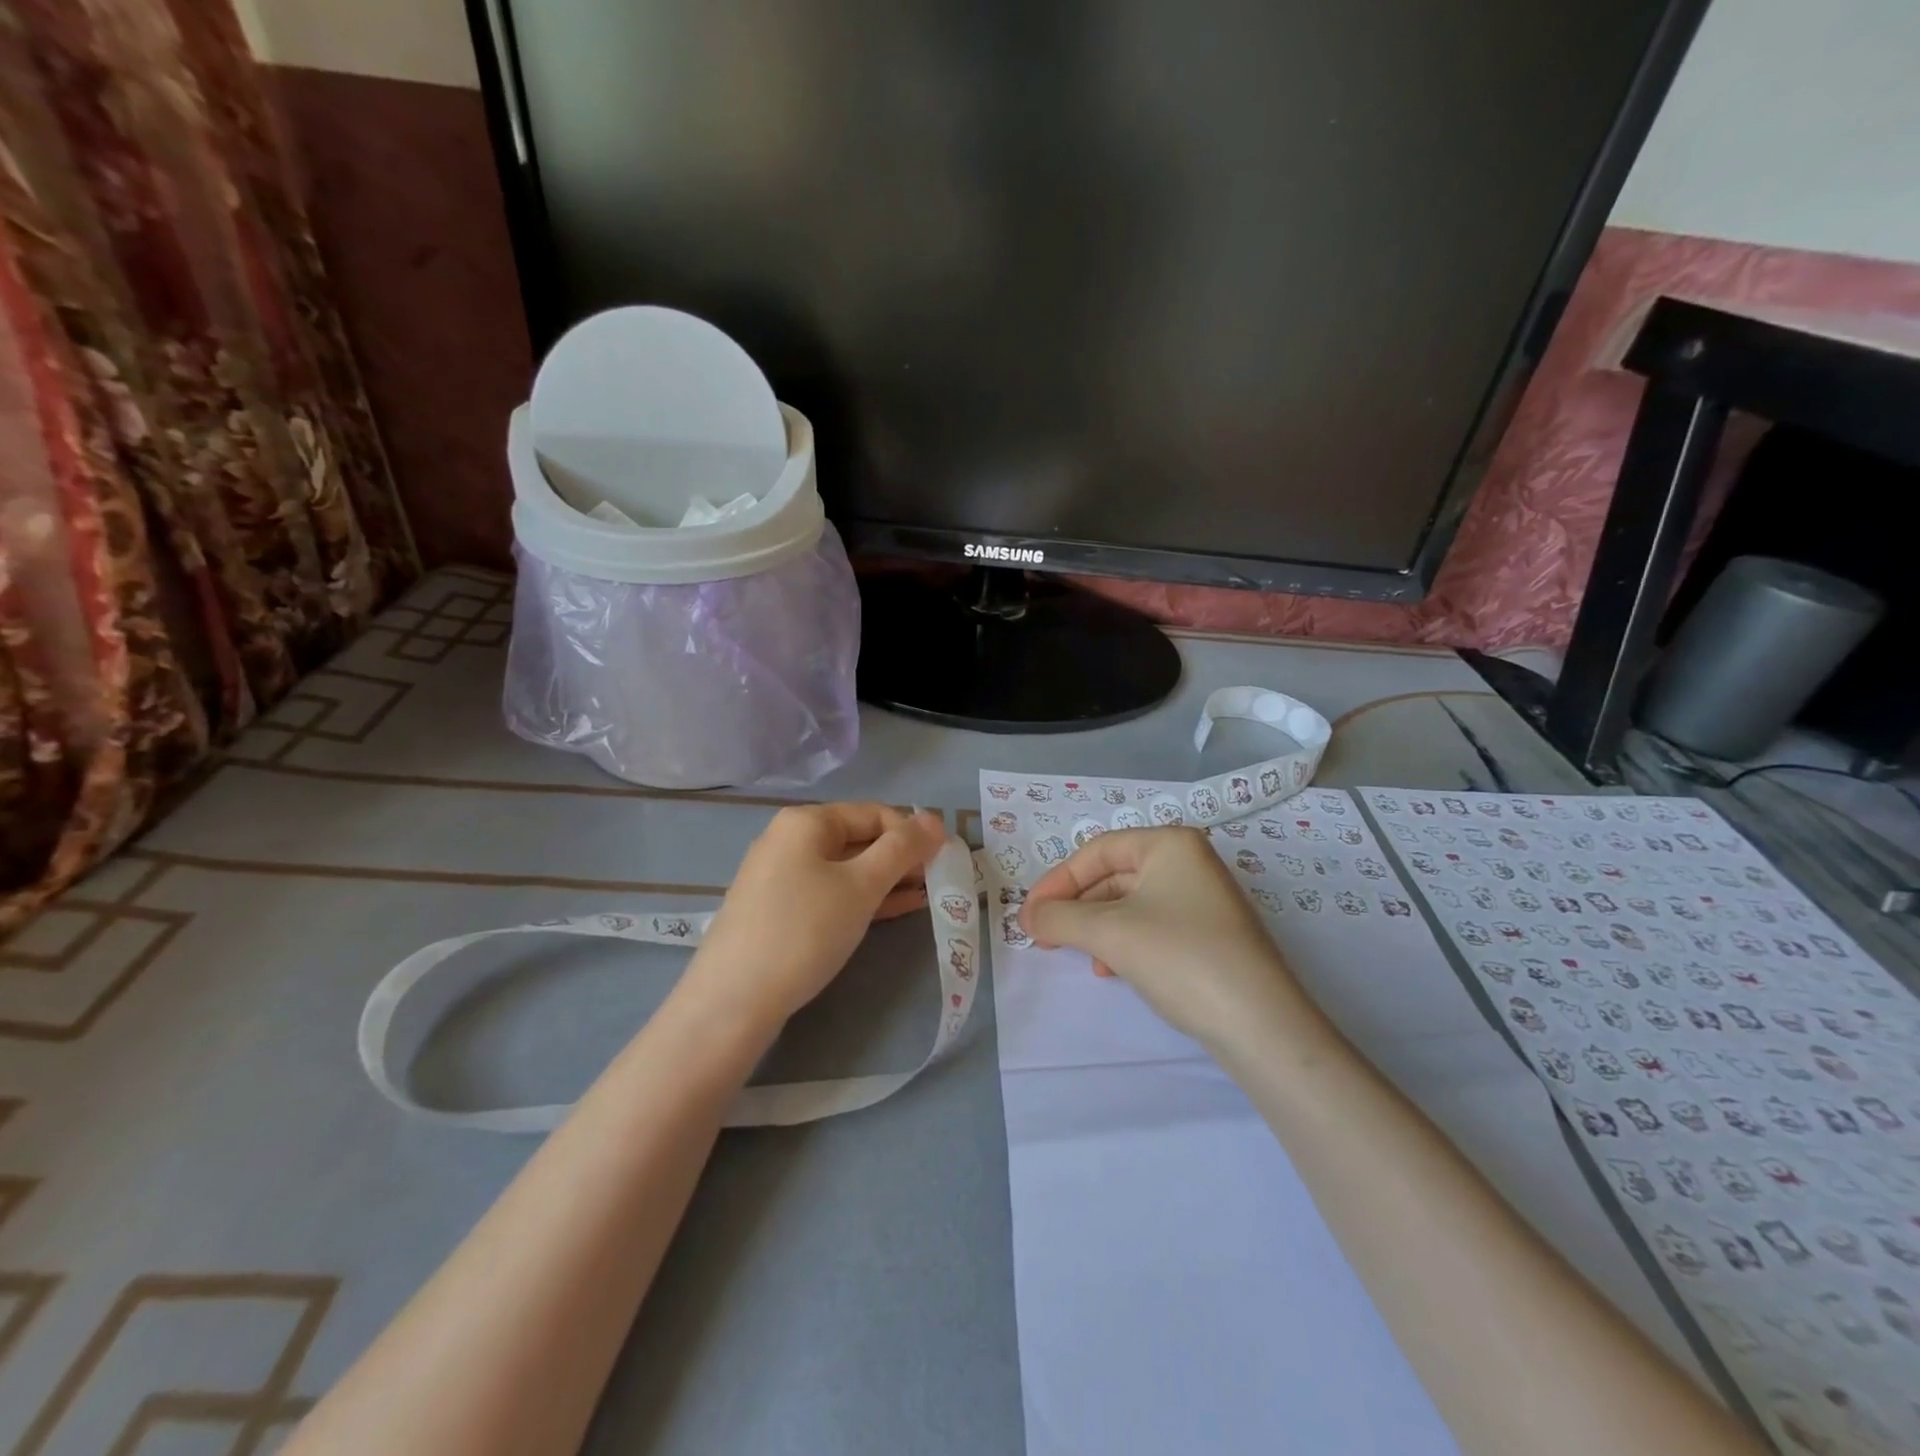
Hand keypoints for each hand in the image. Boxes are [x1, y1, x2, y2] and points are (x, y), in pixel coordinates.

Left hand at [687, 803, 947, 1031]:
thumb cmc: (804, 930)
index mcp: (806, 822)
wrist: (733, 1001)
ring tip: (926, 896)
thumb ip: (902, 849)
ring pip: (846, 869)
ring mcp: (780, 876)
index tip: (944, 861)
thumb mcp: (861, 885)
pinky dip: (863, 898)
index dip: (912, 834)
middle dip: (901, 858)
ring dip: (887, 880)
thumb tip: (935, 820)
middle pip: (859, 838)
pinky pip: (830, 892)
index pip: (874, 813)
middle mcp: (789, 840)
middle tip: (938, 882)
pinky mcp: (778, 910)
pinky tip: (895, 910)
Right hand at [1020, 826, 1311, 1046]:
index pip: (1097, 851)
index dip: (1057, 880)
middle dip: (1076, 907)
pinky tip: (1111, 969)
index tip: (1029, 914)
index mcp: (1170, 844)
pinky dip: (1123, 942)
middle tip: (1044, 936)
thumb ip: (1059, 918)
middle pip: (1113, 875)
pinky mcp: (1209, 935)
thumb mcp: (1110, 934)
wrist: (1261, 1026)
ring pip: (1129, 904)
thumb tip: (1027, 916)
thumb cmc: (1181, 958)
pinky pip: (1151, 926)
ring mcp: (1203, 899)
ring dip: (1095, 927)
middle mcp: (1189, 862)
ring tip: (1077, 956)